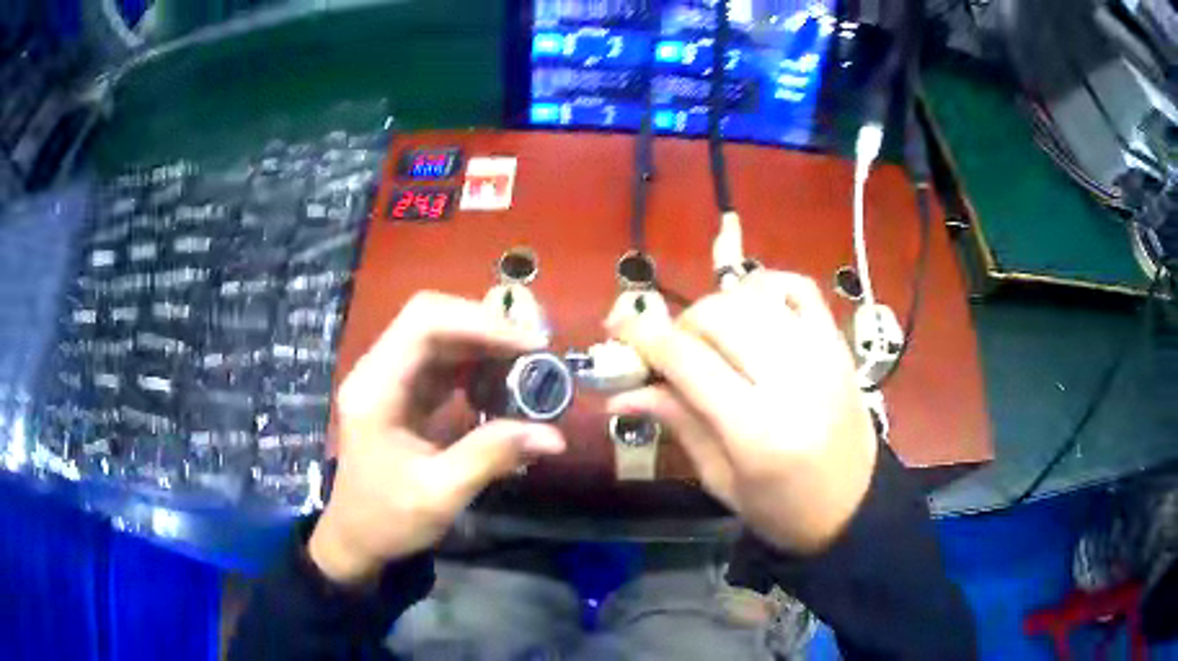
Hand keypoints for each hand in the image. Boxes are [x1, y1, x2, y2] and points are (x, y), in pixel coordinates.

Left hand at [308, 292, 566, 585]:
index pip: (424, 324)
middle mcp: (377, 371)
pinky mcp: (401, 391)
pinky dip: (474, 363)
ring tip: (526, 364)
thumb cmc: (387, 519)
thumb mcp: (440, 494)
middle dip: (485, 327)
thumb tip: (553, 435)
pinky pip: (440, 360)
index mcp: (375, 389)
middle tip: (534, 350)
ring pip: (438, 335)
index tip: (529, 345)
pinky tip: (501, 381)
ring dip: (483, 343)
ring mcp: (387, 378)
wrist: (356, 538)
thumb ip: (491, 456)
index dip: (479, 324)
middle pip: (431, 319)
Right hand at [607, 271, 877, 553]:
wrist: (855, 505)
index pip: (687, 360)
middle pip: (718, 315)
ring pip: (752, 295)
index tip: (618, 328)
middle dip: (680, 325)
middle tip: (672, 352)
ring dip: (717, 307)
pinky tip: (752, 309)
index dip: (643, 336)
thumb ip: (678, 423)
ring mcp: (821, 354)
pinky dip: (765, 286)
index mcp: (756, 430)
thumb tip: (621, 392)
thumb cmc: (782, 509)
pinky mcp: (838, 343)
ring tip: (712, 338)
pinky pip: (798, 287)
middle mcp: (792, 380)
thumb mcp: (721, 480)